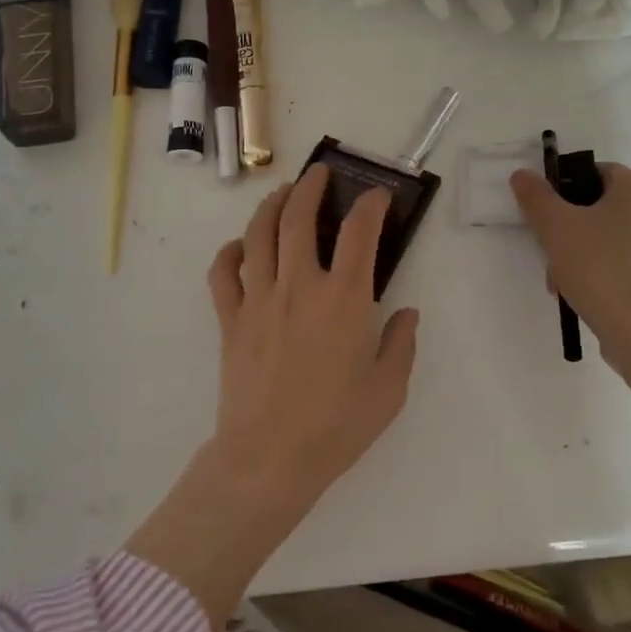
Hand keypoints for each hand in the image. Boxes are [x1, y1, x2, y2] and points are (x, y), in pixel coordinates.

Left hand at [205, 163, 420, 509]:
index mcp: (344, 300)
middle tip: (320, 173)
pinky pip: (223, 272)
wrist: (270, 458)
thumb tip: (406, 312)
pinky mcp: (230, 319)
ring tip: (282, 192)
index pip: (360, 233)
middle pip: (299, 217)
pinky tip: (239, 246)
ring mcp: (259, 299)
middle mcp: (300, 286)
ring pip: (259, 234)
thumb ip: (402, 344)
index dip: (371, 206)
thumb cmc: (336, 426)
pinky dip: (229, 251)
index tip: (377, 196)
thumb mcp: (388, 390)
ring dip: (271, 205)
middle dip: (311, 186)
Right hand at [510, 163, 630, 390]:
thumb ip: (536, 196)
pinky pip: (623, 262)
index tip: (542, 216)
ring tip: (560, 281)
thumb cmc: (600, 268)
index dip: (561, 188)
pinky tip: (582, 294)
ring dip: (579, 252)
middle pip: (599, 206)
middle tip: (547, 251)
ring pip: (608, 237)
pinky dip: (601, 271)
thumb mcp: (556, 227)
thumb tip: (523, 174)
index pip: (593, 172)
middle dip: (567, 228)